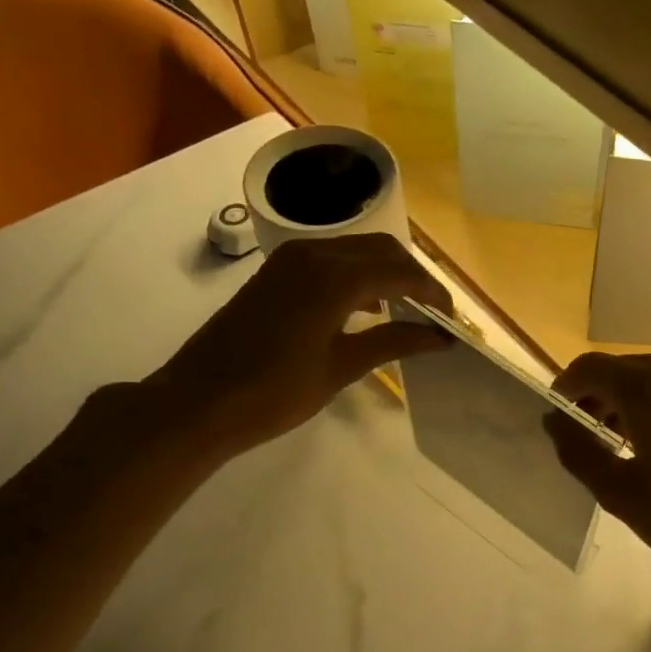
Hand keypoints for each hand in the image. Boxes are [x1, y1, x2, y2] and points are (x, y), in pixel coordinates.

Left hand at [141, 233, 452, 459]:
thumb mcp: (341, 367)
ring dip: (386, 273)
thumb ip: (394, 342)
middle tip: (433, 315)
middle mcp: (315, 254)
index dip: (433, 294)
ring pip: (357, 250)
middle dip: (414, 278)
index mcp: (335, 278)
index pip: (402, 273)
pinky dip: (358, 275)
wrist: (197, 401)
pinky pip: (332, 259)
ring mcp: (292, 259)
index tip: (452, 320)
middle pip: (383, 250)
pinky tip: (366, 309)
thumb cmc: (274, 392)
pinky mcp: (278, 271)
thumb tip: (440, 338)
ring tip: (406, 312)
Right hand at [546, 350, 650, 610]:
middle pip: (630, 369)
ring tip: (632, 441)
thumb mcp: (623, 495)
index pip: (592, 367)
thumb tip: (554, 420)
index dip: (567, 386)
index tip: (559, 412)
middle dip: (603, 395)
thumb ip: (579, 451)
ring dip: (640, 399)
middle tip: (591, 434)